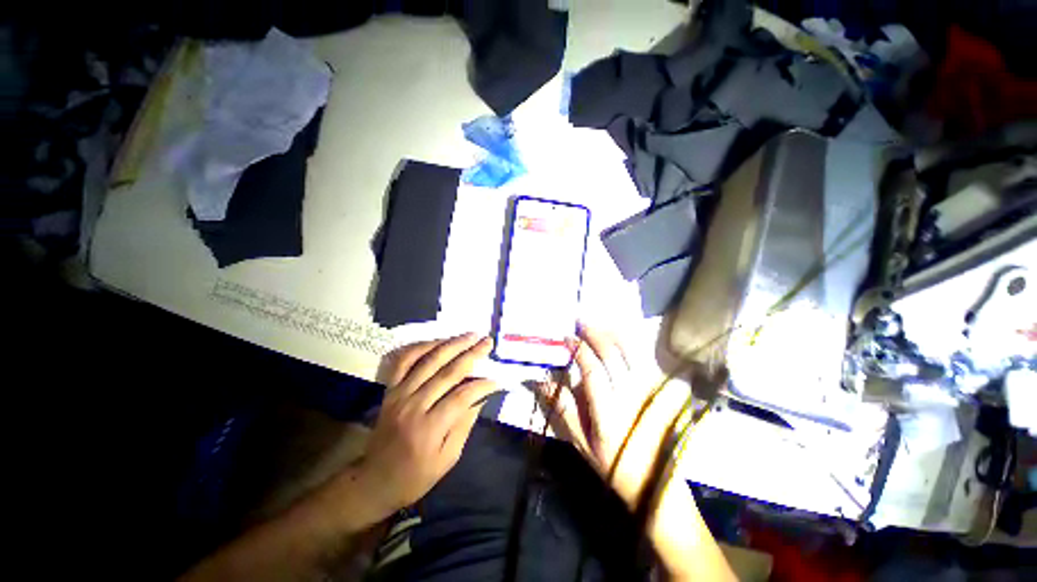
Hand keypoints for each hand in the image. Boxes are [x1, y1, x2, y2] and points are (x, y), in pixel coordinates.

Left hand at [357, 333, 499, 518]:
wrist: (373, 480)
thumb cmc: (415, 476)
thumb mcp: (447, 459)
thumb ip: (464, 424)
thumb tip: (481, 395)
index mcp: (429, 428)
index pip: (462, 396)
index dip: (483, 384)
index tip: (498, 378)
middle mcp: (413, 405)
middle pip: (448, 372)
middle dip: (471, 354)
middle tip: (487, 341)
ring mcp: (399, 394)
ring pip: (428, 360)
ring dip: (451, 344)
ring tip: (470, 335)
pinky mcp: (390, 389)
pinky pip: (404, 361)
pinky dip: (421, 347)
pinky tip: (438, 341)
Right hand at [535, 325, 735, 581]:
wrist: (656, 481)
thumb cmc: (613, 463)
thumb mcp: (581, 443)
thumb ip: (564, 409)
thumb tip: (544, 381)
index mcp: (608, 411)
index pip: (592, 370)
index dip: (578, 350)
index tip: (567, 337)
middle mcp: (630, 395)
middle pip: (612, 355)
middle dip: (594, 334)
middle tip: (580, 321)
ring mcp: (647, 390)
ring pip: (631, 352)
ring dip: (613, 333)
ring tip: (598, 323)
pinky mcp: (658, 390)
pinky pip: (644, 358)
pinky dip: (630, 342)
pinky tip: (620, 334)